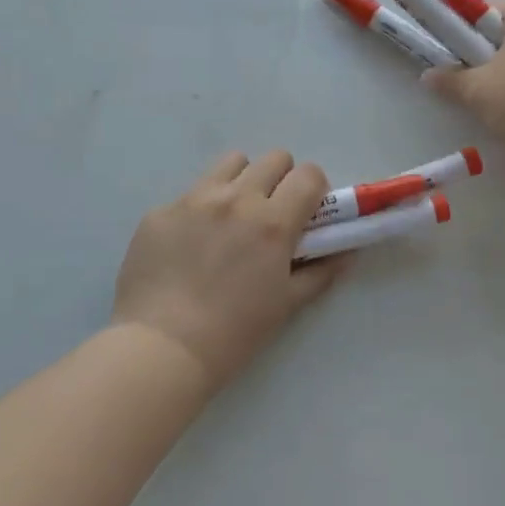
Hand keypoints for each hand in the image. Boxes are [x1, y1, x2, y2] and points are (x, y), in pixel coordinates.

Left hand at [112, 150, 346, 392]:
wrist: (163, 347)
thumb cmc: (235, 332)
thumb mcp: (287, 304)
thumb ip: (320, 272)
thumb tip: (345, 254)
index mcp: (273, 222)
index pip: (309, 174)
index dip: (314, 188)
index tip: (307, 211)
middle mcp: (236, 199)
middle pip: (273, 158)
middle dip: (281, 179)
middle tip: (272, 213)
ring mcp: (193, 200)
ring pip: (230, 164)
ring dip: (241, 181)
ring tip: (232, 217)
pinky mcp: (160, 211)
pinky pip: (189, 195)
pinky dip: (200, 210)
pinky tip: (188, 245)